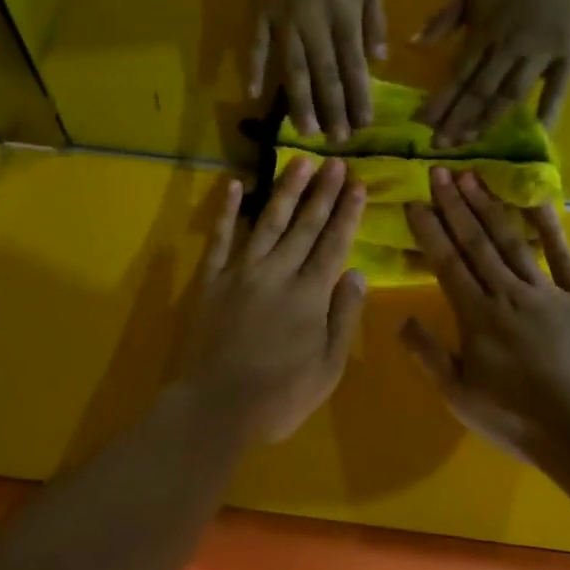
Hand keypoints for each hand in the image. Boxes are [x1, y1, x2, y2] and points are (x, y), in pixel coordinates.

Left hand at [176, 160, 368, 443]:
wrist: (213, 408)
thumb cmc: (278, 396)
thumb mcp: (327, 368)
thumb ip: (343, 317)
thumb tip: (358, 273)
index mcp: (309, 294)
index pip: (334, 243)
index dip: (347, 213)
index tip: (357, 184)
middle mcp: (278, 272)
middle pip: (305, 225)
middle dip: (323, 192)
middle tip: (336, 161)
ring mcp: (241, 271)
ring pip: (268, 221)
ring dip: (286, 190)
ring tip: (300, 162)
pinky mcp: (211, 279)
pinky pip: (220, 238)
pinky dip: (227, 211)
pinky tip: (234, 185)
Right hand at [248, 0, 386, 141]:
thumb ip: (375, 23)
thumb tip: (377, 62)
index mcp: (344, 15)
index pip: (353, 64)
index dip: (359, 96)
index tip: (363, 125)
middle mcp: (314, 22)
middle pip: (324, 72)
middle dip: (332, 109)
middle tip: (337, 140)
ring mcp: (283, 20)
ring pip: (292, 67)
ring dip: (299, 101)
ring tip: (305, 131)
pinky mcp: (259, 15)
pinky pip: (254, 46)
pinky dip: (253, 70)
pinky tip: (254, 97)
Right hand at [401, 170, 569, 464]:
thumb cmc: (520, 419)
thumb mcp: (461, 397)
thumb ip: (429, 355)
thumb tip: (399, 319)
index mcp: (477, 315)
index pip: (447, 263)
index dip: (430, 230)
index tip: (415, 200)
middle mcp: (507, 292)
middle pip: (476, 242)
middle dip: (454, 205)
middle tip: (439, 171)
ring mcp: (546, 290)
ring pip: (510, 240)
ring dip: (488, 207)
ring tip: (471, 176)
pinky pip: (561, 255)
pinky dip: (547, 226)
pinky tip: (534, 199)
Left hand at [415, 0, 569, 146]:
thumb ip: (441, 21)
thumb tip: (411, 46)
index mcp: (483, 34)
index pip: (457, 75)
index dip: (440, 102)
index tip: (422, 125)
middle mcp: (509, 49)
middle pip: (480, 92)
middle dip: (458, 121)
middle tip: (441, 146)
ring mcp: (540, 55)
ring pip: (511, 95)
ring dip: (489, 120)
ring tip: (471, 142)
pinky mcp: (567, 57)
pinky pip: (557, 89)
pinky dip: (548, 112)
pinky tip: (537, 133)